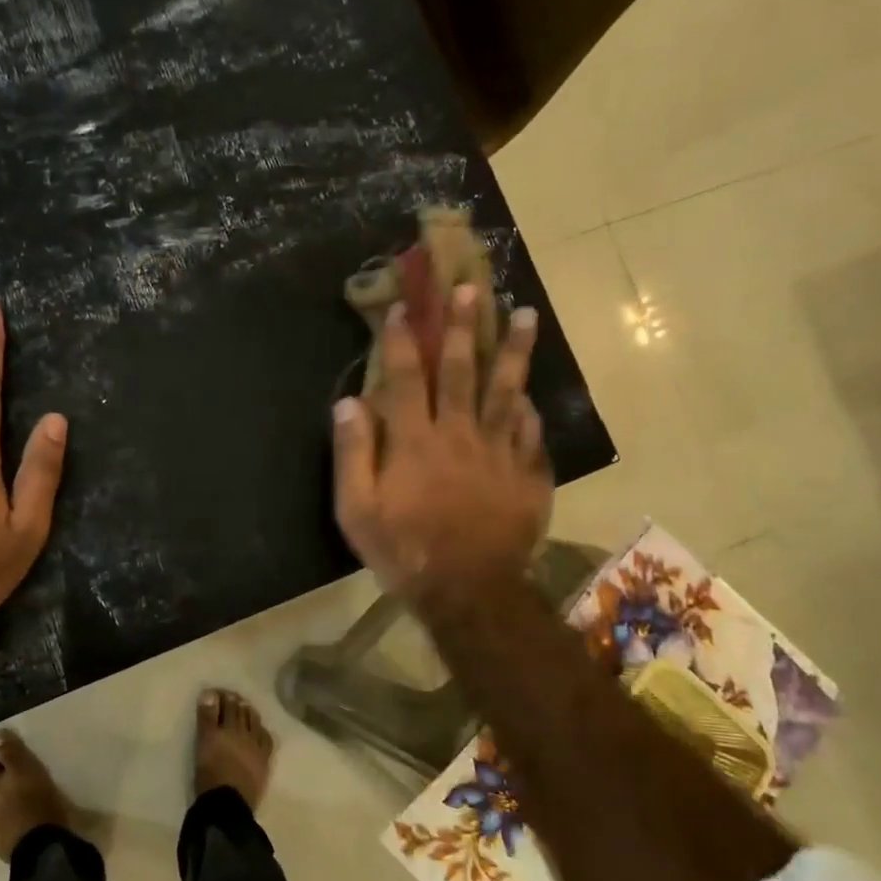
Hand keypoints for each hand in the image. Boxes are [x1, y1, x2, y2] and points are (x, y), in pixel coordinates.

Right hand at [332, 285, 551, 614]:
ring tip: (526, 314)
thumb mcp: (357, 511)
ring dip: (514, 350)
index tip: (402, 307)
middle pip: (461, 370)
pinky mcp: (528, 475)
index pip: (404, 378)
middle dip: (462, 326)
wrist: (468, 592)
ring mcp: (499, 452)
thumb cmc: (404, 551)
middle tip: (470, 288)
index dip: (400, 340)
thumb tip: (349, 402)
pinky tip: (531, 395)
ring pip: (507, 391)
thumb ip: (352, 454)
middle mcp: (458, 434)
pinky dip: (529, 410)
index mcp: (414, 441)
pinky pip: (530, 433)